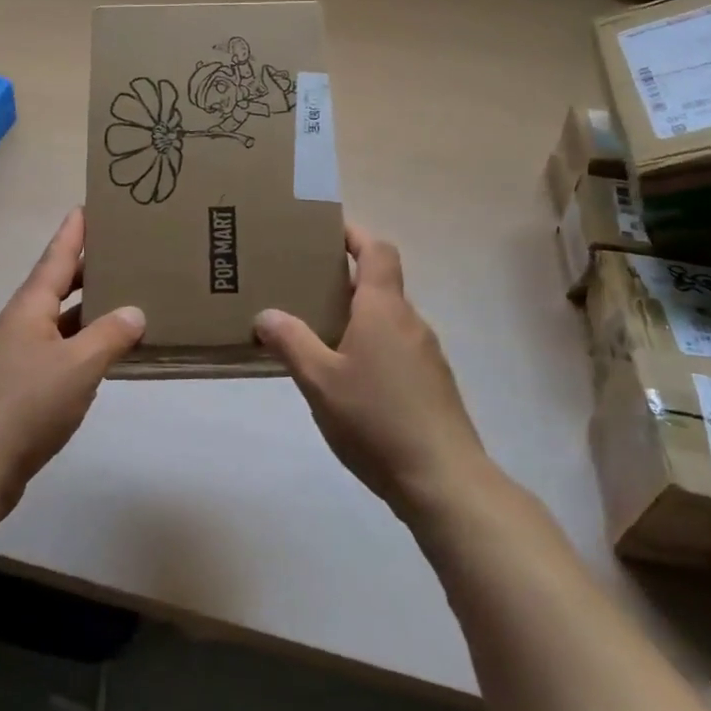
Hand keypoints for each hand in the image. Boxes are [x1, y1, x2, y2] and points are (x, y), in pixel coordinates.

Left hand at [0, 209, 144, 516]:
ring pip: (59, 319)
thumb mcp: (78, 366)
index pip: (56, 257)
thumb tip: (135, 311)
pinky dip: (82, 342)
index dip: (73, 232)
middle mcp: (22, 323)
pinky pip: (59, 349)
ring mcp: (18, 355)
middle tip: (122, 250)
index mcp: (30, 307)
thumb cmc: (26, 404)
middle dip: (87, 267)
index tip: (88, 205)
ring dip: (88, 307)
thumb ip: (110, 336)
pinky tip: (104, 352)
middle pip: (57, 284)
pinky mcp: (21, 385)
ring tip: (124, 295)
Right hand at [255, 224, 490, 520]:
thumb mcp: (320, 381)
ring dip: (356, 317)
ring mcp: (426, 354)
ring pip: (387, 319)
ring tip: (318, 335)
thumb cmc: (377, 419)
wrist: (444, 479)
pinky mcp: (432, 384)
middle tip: (303, 288)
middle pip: (379, 284)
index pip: (376, 250)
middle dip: (343, 281)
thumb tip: (265, 314)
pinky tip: (348, 379)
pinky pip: (396, 347)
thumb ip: (291, 343)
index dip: (354, 234)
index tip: (325, 231)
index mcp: (384, 309)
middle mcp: (410, 322)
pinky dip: (371, 346)